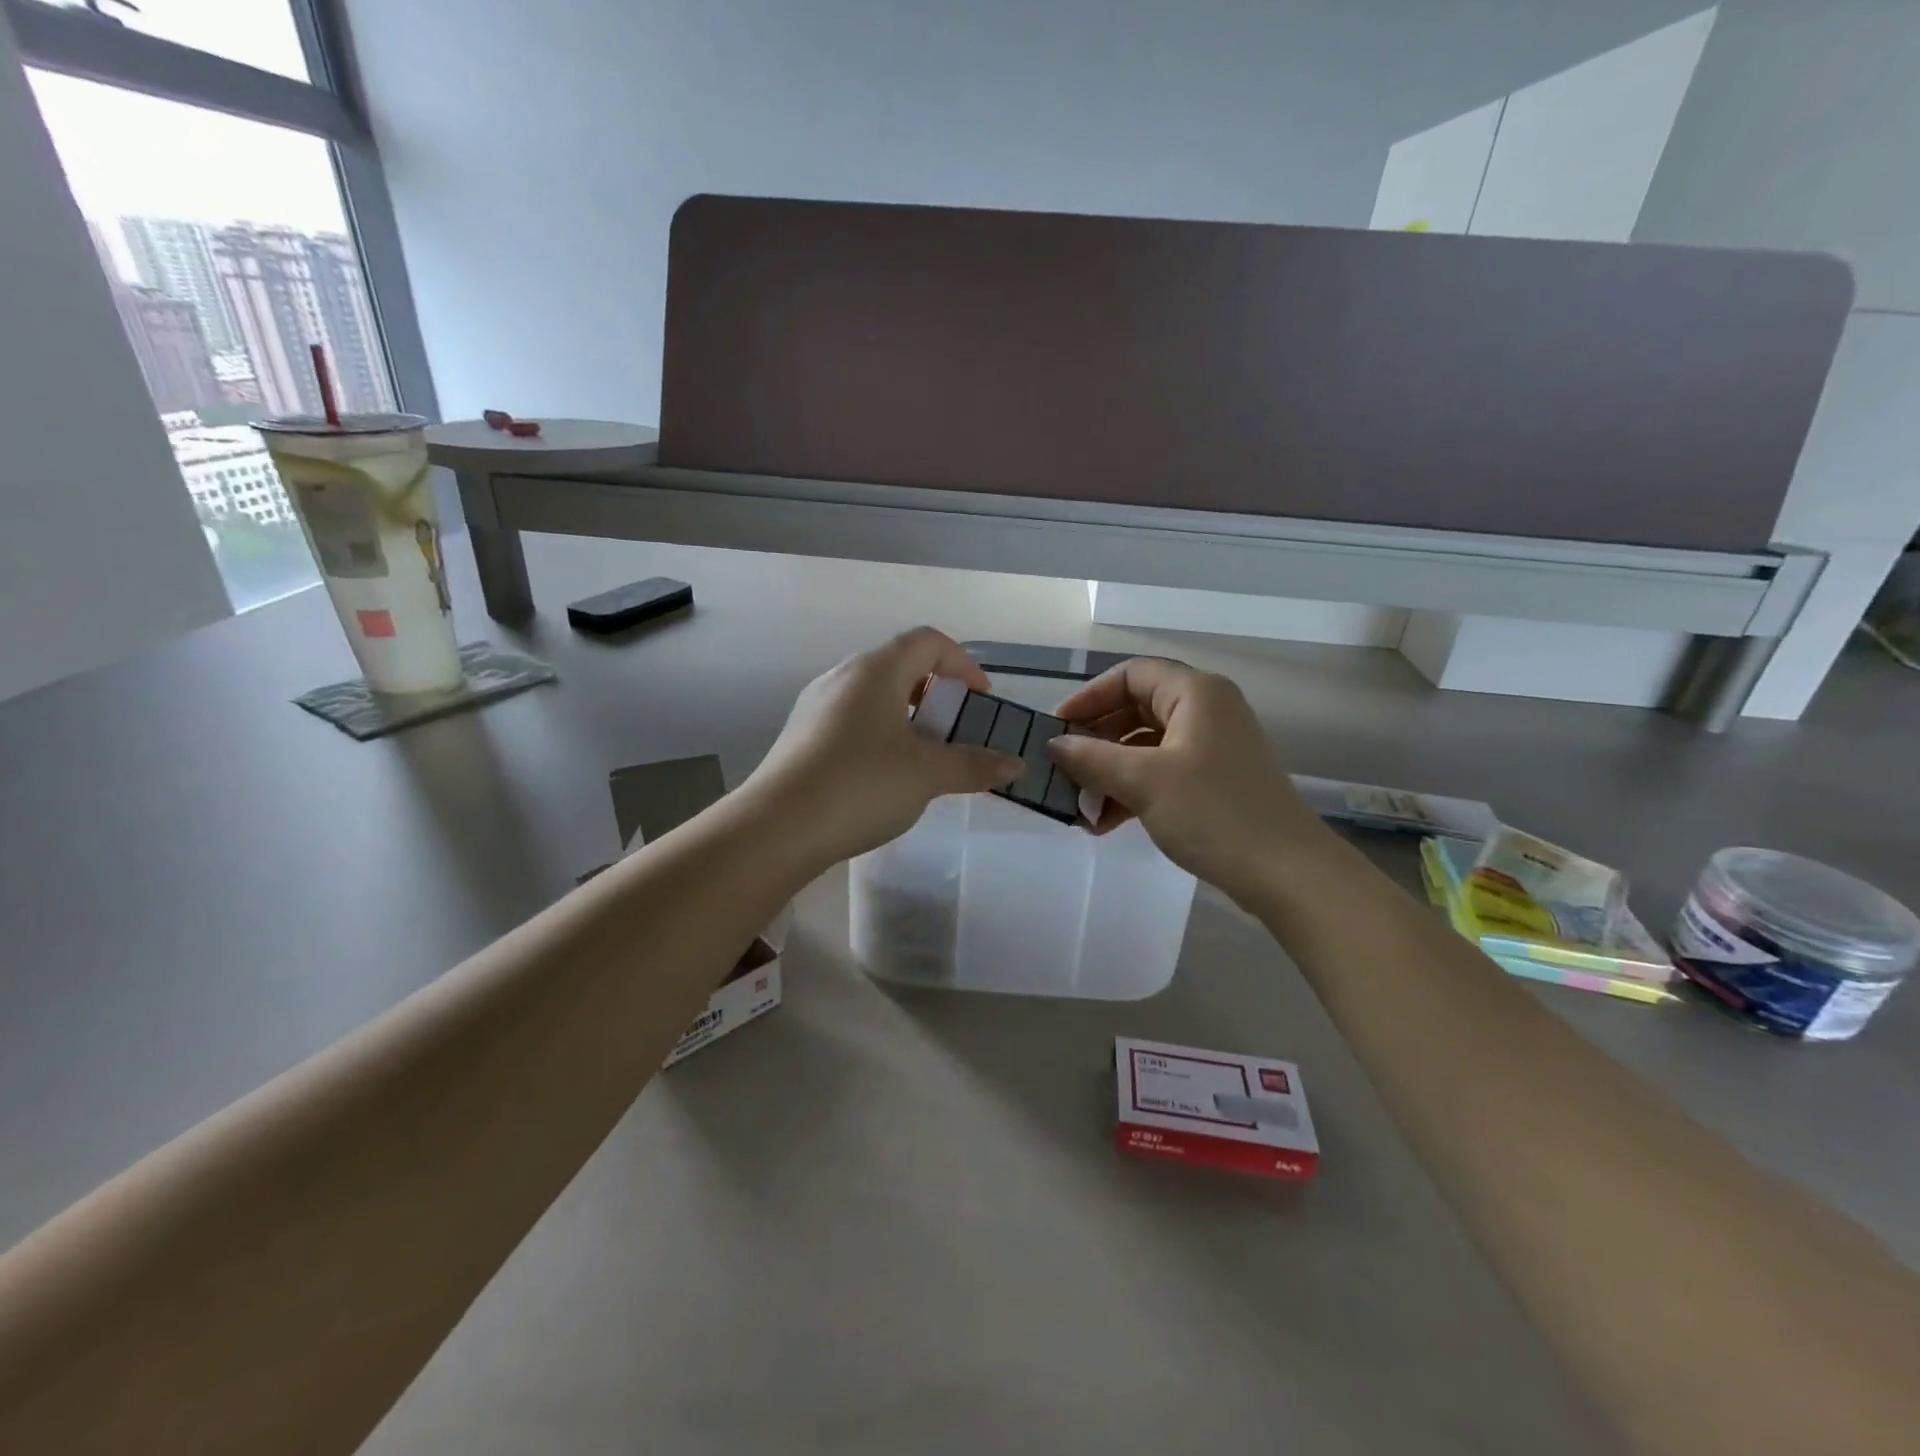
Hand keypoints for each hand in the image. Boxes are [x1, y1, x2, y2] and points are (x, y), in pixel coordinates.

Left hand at [744, 628, 1022, 869]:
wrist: (776, 828)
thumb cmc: (860, 786)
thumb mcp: (927, 775)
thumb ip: (974, 765)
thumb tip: (1015, 766)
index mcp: (876, 670)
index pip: (929, 642)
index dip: (964, 665)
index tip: (981, 702)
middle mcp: (843, 676)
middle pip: (901, 665)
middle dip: (938, 694)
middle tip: (957, 731)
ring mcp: (816, 704)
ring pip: (875, 695)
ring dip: (909, 717)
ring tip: (925, 756)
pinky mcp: (801, 734)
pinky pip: (852, 719)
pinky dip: (881, 733)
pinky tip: (884, 775)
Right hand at [1047, 658, 1328, 904]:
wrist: (1287, 874)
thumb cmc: (1213, 813)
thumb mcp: (1143, 782)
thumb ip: (1092, 758)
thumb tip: (1053, 745)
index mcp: (1195, 693)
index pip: (1130, 675)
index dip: (1089, 697)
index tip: (1057, 728)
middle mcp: (1207, 711)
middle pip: (1136, 710)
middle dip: (1096, 742)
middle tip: (1063, 770)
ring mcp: (1213, 747)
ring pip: (1146, 746)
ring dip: (1110, 773)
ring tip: (1081, 808)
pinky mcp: (1216, 781)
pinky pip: (1162, 772)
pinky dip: (1133, 790)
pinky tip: (1106, 822)